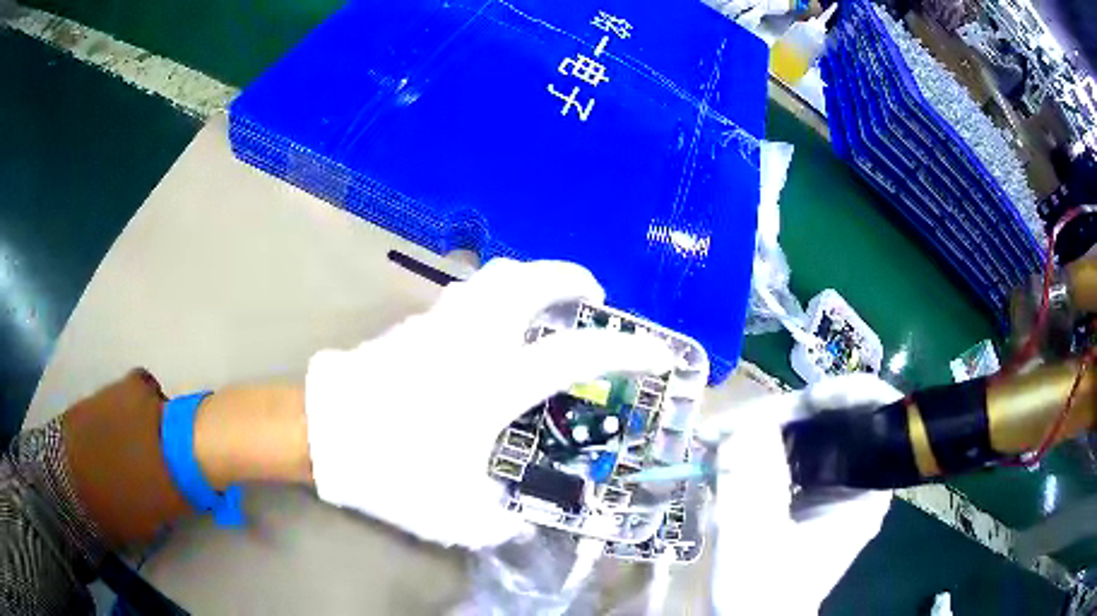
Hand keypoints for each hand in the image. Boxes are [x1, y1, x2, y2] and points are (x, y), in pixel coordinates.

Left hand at [304, 259, 674, 548]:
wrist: (323, 432)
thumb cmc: (390, 468)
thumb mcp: (454, 514)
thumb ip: (498, 521)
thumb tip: (518, 520)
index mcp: (493, 382)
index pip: (575, 353)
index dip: (625, 350)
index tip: (656, 352)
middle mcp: (473, 339)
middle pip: (530, 278)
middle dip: (571, 277)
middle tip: (591, 296)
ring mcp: (440, 323)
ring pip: (495, 275)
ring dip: (531, 279)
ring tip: (546, 303)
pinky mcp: (415, 324)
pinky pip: (467, 292)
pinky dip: (496, 294)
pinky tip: (494, 325)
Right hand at [702, 374, 898, 614]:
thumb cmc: (762, 595)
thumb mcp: (756, 541)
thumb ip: (752, 483)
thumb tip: (744, 424)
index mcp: (866, 489)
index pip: (875, 415)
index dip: (845, 394)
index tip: (800, 402)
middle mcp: (855, 478)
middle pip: (831, 418)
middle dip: (779, 416)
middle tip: (725, 427)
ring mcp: (829, 484)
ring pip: (802, 433)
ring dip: (758, 431)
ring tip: (713, 441)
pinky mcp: (804, 492)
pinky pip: (784, 453)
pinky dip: (752, 449)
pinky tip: (719, 458)